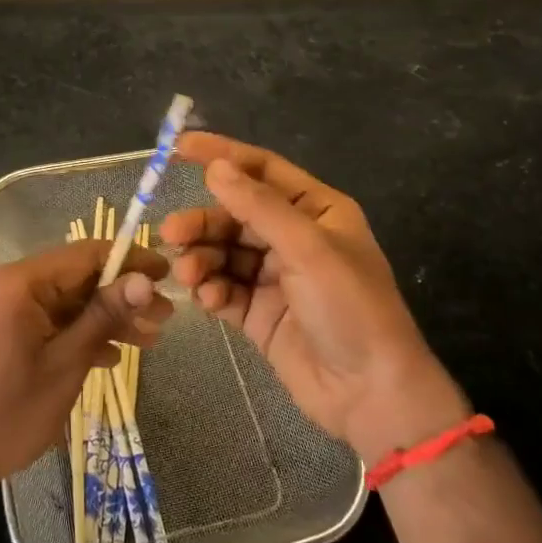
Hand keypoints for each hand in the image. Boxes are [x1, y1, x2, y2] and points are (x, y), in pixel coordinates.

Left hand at [0, 240, 171, 505]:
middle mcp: (7, 284)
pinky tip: (111, 355)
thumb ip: (105, 316)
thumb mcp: (66, 363)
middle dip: (122, 296)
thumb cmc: (8, 413)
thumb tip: (143, 280)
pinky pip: (47, 320)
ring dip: (105, 318)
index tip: (166, 274)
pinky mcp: (0, 331)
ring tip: (150, 338)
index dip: (130, 260)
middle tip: (165, 316)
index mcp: (19, 282)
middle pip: (77, 278)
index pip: (86, 254)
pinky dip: (78, 333)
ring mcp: (1, 308)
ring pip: (66, 301)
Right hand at [160, 133, 468, 463]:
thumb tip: (216, 166)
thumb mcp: (308, 248)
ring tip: (187, 274)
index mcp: (316, 210)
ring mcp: (275, 276)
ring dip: (202, 258)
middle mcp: (294, 237)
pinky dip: (212, 290)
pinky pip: (225, 288)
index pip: (262, 169)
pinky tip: (208, 300)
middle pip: (235, 214)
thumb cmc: (350, 307)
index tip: (178, 148)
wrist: (370, 394)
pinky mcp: (259, 312)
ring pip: (224, 252)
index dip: (222, 155)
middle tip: (171, 233)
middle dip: (204, 222)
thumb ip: (259, 206)